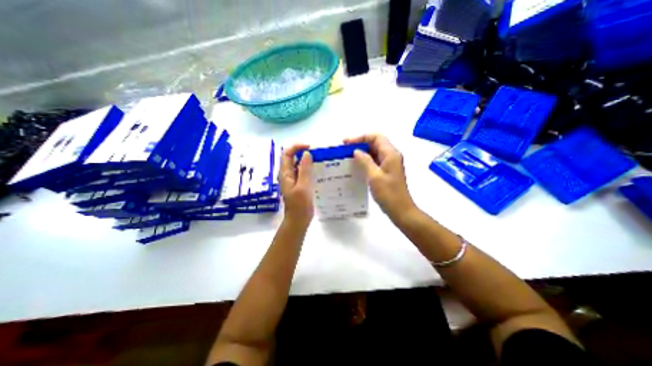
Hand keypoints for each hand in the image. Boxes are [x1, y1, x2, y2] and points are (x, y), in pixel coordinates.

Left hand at [279, 145, 314, 227]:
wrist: (299, 220)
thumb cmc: (300, 204)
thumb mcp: (303, 186)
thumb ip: (304, 169)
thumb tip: (306, 153)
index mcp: (285, 173)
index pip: (287, 153)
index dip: (297, 147)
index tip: (310, 147)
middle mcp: (288, 174)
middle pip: (293, 158)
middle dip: (303, 152)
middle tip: (317, 153)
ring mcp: (294, 179)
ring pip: (299, 165)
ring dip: (307, 160)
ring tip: (320, 160)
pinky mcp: (299, 184)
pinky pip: (303, 172)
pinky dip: (310, 169)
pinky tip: (319, 171)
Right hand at [344, 135, 414, 222]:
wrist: (400, 210)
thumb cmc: (388, 194)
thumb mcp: (374, 176)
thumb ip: (365, 161)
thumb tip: (357, 151)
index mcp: (390, 154)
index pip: (376, 137)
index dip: (361, 137)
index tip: (347, 142)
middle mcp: (391, 156)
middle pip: (375, 143)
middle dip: (360, 143)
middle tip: (345, 148)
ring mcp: (389, 164)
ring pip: (374, 152)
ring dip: (362, 152)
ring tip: (348, 155)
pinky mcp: (387, 171)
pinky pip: (375, 161)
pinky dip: (365, 160)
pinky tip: (356, 165)